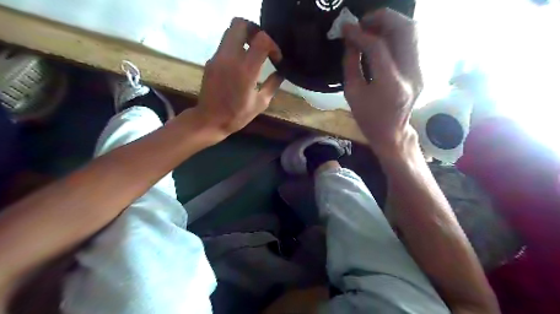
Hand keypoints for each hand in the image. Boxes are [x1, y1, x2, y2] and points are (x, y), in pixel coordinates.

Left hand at [197, 17, 284, 136]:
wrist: (209, 120)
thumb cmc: (237, 115)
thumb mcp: (260, 103)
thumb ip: (273, 84)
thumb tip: (281, 72)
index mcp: (246, 70)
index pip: (261, 39)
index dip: (272, 44)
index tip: (276, 58)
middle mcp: (230, 58)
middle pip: (240, 24)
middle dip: (255, 31)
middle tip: (263, 46)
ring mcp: (218, 57)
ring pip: (230, 32)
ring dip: (245, 37)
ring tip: (253, 54)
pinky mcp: (211, 61)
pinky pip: (225, 45)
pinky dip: (236, 48)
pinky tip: (240, 65)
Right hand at [344, 8, 421, 154]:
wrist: (391, 132)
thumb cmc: (367, 117)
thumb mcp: (352, 93)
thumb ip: (350, 63)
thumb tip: (351, 40)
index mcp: (390, 85)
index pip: (377, 48)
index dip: (360, 34)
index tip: (346, 27)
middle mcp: (411, 74)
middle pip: (405, 31)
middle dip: (382, 19)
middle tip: (362, 22)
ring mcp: (420, 71)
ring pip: (413, 31)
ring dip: (391, 23)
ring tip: (372, 27)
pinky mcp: (422, 69)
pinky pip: (412, 41)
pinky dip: (397, 33)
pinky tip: (383, 36)